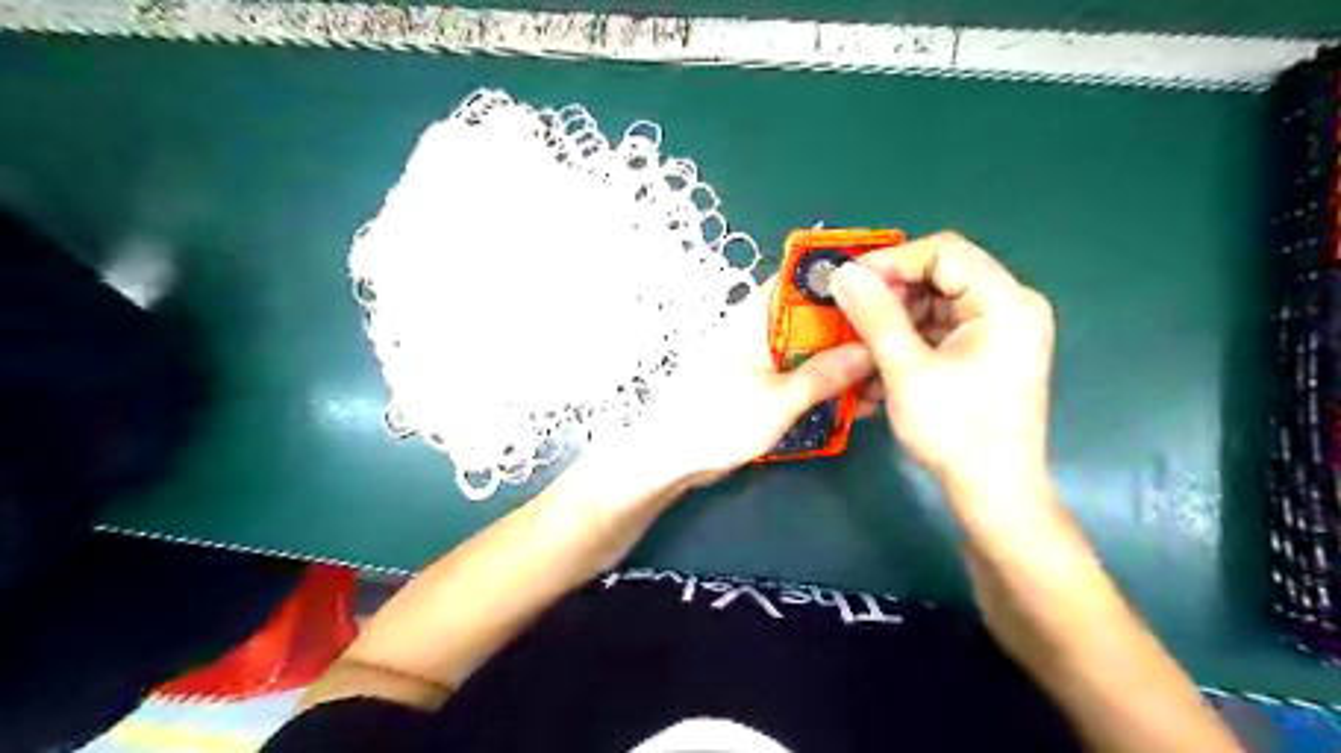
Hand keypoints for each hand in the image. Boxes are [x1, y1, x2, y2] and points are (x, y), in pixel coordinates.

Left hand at [620, 276, 882, 488]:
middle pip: (809, 314)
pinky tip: (849, 396)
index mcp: (753, 317)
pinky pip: (795, 370)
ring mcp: (756, 356)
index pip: (798, 279)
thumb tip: (870, 351)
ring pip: (806, 345)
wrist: (670, 458)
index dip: (838, 279)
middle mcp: (755, 328)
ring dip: (837, 358)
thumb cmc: (718, 420)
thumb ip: (825, 374)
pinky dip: (819, 378)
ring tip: (877, 374)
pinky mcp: (756, 381)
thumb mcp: (779, 400)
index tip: (882, 288)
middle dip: (847, 326)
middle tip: (889, 340)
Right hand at [831, 234, 1056, 504]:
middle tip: (849, 314)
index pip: (944, 252)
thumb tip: (842, 272)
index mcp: (1006, 302)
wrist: (994, 492)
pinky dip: (908, 341)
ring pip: (935, 303)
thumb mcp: (907, 371)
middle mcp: (1010, 306)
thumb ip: (875, 316)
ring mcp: (1000, 330)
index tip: (847, 282)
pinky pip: (940, 329)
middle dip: (890, 294)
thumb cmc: (956, 431)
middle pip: (940, 276)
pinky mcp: (986, 352)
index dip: (891, 261)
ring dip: (893, 320)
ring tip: (859, 345)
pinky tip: (879, 364)